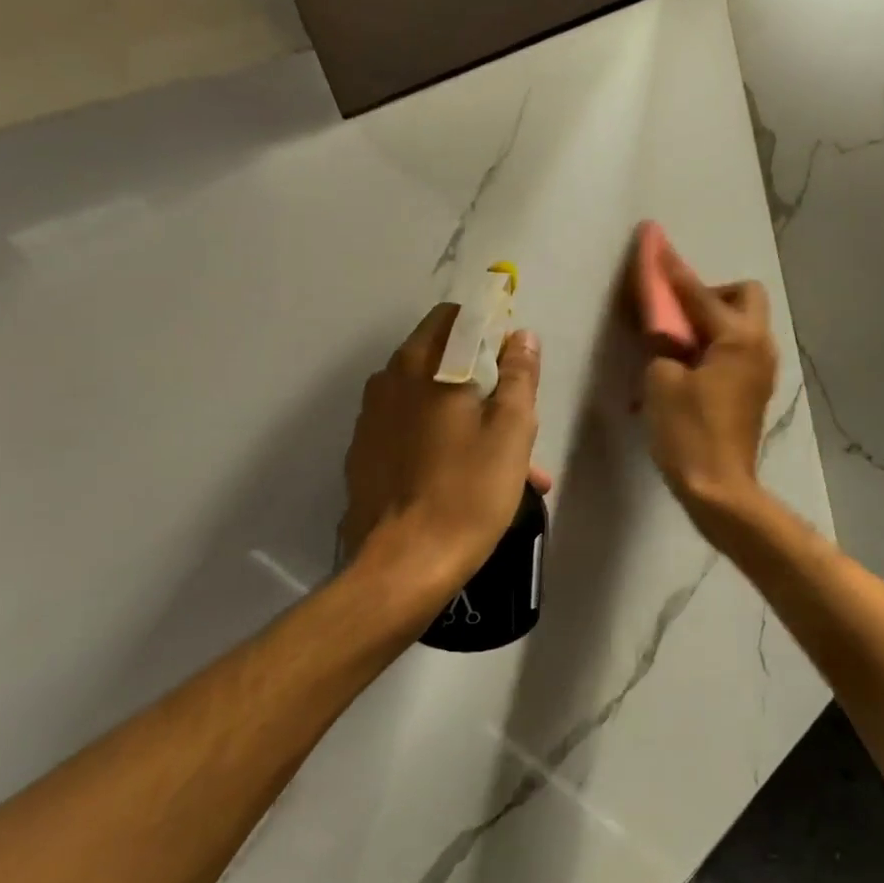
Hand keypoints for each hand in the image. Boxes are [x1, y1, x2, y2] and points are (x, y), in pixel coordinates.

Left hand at [341, 304, 544, 593]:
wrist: (404, 564)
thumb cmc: (467, 492)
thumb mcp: (510, 432)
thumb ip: (519, 376)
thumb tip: (521, 336)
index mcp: (424, 365)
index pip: (456, 318)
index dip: (489, 330)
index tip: (512, 360)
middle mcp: (389, 381)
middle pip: (440, 359)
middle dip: (480, 379)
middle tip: (513, 416)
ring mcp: (370, 419)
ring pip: (427, 400)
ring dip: (463, 416)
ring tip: (501, 462)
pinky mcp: (363, 454)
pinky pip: (408, 431)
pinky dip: (437, 440)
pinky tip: (462, 478)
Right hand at [642, 244, 777, 528]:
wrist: (720, 488)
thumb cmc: (688, 433)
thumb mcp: (662, 382)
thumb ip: (663, 344)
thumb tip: (666, 332)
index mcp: (737, 338)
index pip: (697, 293)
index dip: (671, 270)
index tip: (653, 244)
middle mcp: (759, 345)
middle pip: (743, 295)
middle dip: (710, 293)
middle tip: (678, 314)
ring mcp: (762, 369)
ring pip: (743, 324)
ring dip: (712, 321)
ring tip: (678, 342)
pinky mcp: (755, 389)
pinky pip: (738, 349)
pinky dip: (716, 346)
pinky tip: (689, 367)